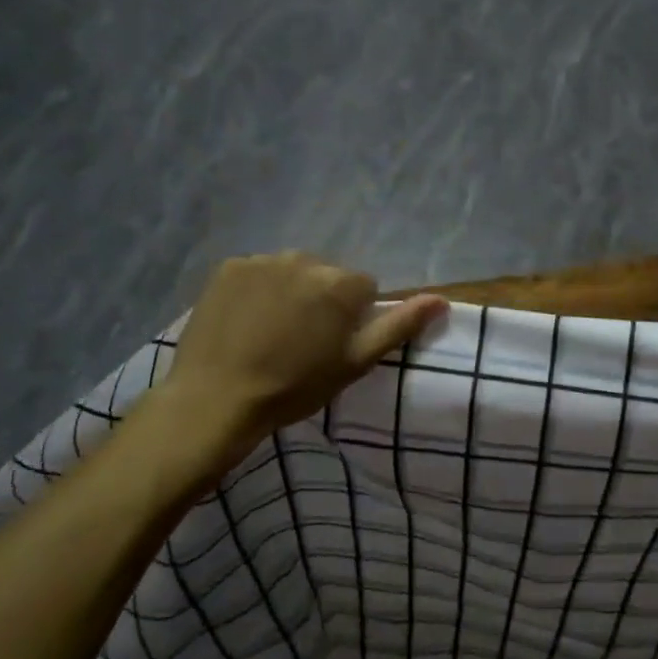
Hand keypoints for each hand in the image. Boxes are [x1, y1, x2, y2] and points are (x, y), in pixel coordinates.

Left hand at [157, 252, 445, 464]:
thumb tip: (441, 299)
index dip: (352, 317)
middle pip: (327, 275)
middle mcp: (305, 260)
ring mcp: (263, 260)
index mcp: (340, 283)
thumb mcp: (355, 362)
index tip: (332, 345)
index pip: (363, 288)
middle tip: (300, 340)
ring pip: (291, 271)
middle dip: (322, 299)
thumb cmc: (294, 386)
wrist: (216, 398)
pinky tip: (244, 321)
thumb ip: (398, 326)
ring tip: (269, 331)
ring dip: (289, 292)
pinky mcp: (229, 267)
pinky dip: (256, 290)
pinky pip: (256, 272)